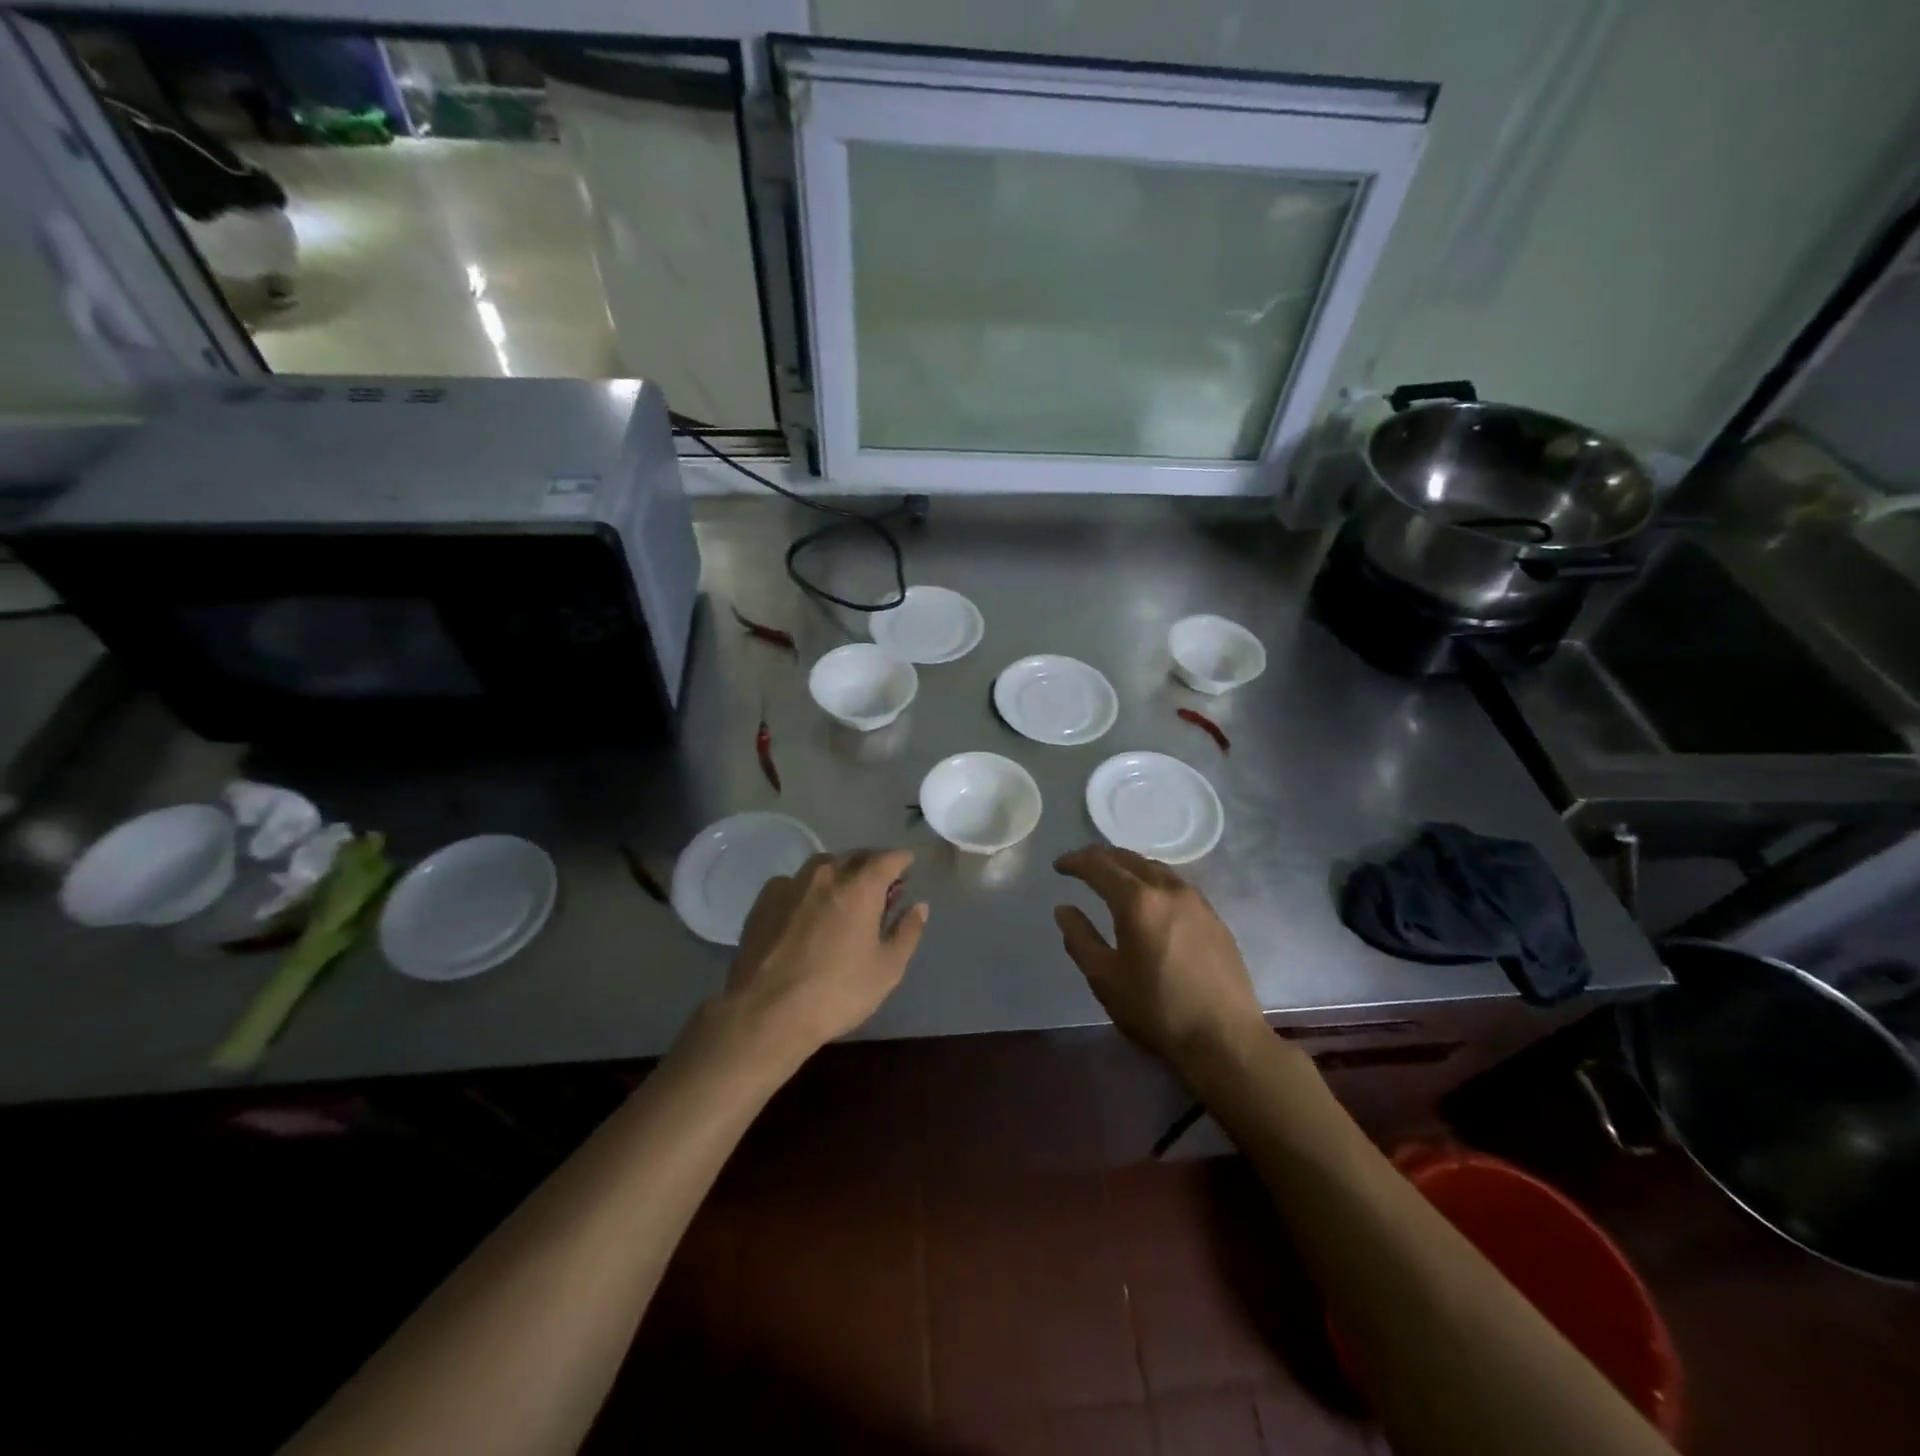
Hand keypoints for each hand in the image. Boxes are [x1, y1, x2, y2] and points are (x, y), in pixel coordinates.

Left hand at [716, 849, 928, 1065]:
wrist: (766, 1013)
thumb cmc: (837, 992)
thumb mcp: (887, 969)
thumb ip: (907, 932)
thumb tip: (919, 906)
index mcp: (860, 887)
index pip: (888, 858)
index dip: (902, 859)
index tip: (908, 865)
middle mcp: (826, 875)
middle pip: (855, 857)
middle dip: (871, 865)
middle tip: (880, 886)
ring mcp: (791, 884)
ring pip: (822, 866)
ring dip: (839, 873)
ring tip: (843, 895)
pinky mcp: (764, 900)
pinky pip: (794, 882)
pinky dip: (808, 889)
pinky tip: (806, 911)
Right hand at [1053, 846, 1264, 1066]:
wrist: (1225, 1039)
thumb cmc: (1156, 1009)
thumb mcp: (1105, 978)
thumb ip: (1080, 938)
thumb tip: (1064, 909)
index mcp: (1137, 901)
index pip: (1099, 866)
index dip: (1076, 861)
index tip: (1059, 865)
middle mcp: (1168, 889)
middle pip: (1129, 859)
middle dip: (1101, 857)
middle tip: (1081, 864)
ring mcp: (1196, 901)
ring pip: (1155, 868)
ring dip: (1129, 865)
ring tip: (1113, 876)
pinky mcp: (1214, 917)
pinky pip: (1175, 884)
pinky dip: (1152, 879)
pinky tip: (1149, 898)